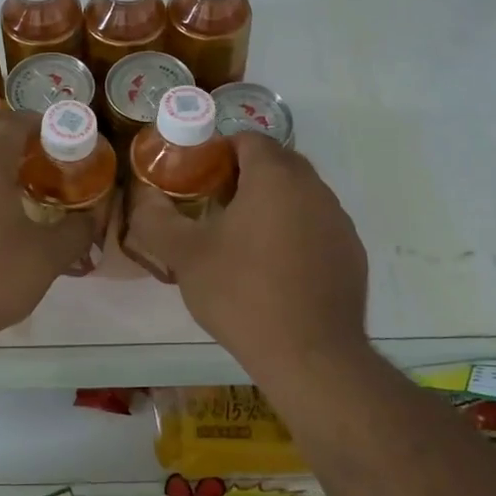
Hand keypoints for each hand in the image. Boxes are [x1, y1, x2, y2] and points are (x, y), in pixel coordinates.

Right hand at [124, 134, 368, 368]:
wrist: (310, 356)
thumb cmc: (242, 293)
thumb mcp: (185, 255)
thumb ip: (156, 219)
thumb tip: (144, 198)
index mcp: (275, 177)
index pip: (248, 139)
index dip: (219, 152)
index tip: (198, 179)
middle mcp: (314, 188)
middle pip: (277, 163)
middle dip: (245, 175)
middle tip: (215, 206)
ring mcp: (339, 221)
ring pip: (300, 195)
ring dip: (272, 204)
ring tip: (243, 240)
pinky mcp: (352, 253)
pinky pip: (317, 226)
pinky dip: (296, 232)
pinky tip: (277, 269)